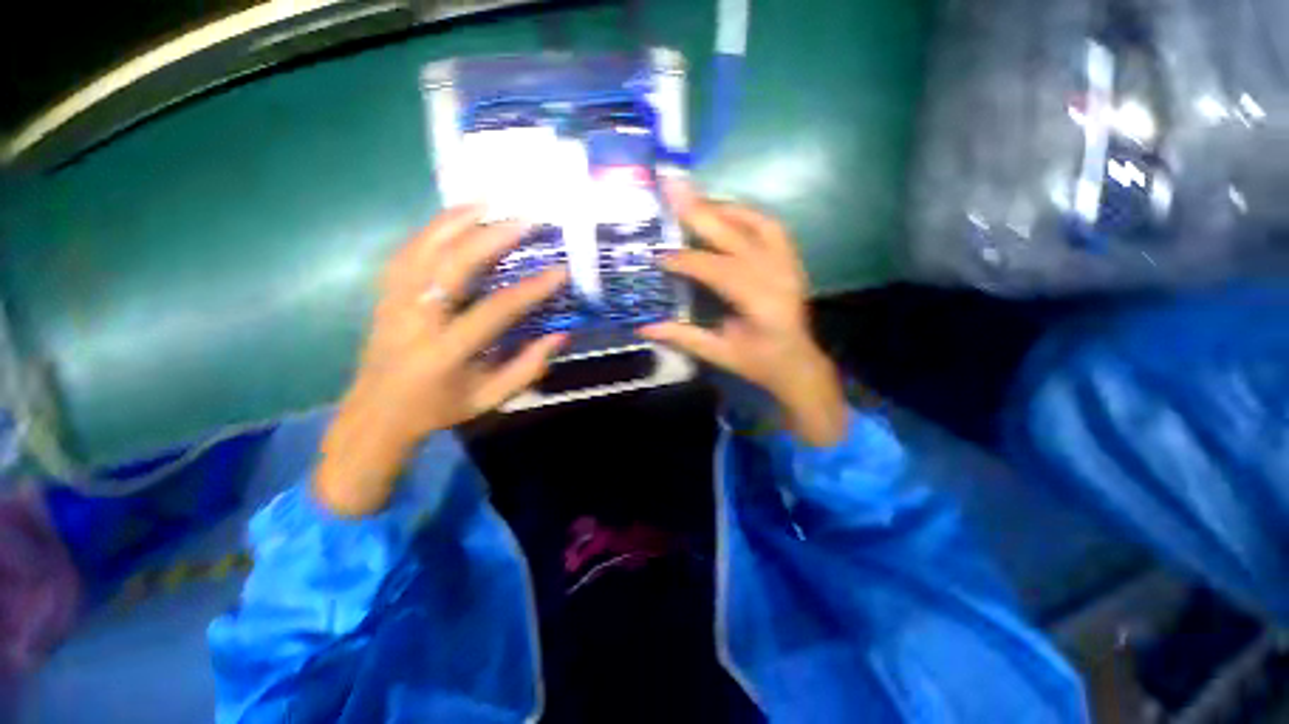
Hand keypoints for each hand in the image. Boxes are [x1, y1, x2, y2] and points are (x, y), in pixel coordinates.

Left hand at [316, 207, 568, 515]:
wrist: (376, 413)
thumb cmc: (439, 408)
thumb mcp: (490, 399)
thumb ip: (527, 368)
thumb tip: (560, 336)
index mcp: (446, 351)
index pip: (495, 310)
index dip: (531, 289)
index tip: (559, 271)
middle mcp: (416, 320)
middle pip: (451, 265)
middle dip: (490, 237)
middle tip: (524, 220)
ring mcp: (394, 302)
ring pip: (422, 249)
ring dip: (456, 221)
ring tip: (487, 202)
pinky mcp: (384, 295)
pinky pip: (406, 252)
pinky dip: (431, 230)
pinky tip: (453, 218)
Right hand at [640, 181, 847, 445]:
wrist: (797, 362)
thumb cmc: (758, 363)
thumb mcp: (719, 355)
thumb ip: (683, 337)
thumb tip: (643, 326)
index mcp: (760, 304)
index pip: (718, 271)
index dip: (686, 261)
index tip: (658, 255)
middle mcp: (778, 276)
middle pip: (736, 236)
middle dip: (700, 213)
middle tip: (671, 189)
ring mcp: (788, 263)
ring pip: (755, 223)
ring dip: (721, 207)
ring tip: (692, 198)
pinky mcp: (790, 258)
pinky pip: (768, 225)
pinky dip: (744, 213)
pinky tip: (723, 210)